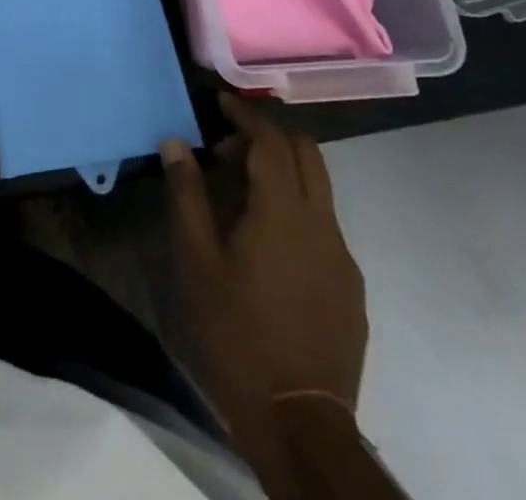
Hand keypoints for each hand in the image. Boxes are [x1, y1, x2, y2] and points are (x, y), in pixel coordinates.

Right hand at [162, 95, 366, 421]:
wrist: (300, 423)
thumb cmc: (235, 333)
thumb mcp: (196, 261)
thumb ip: (186, 195)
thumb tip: (175, 143)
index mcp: (284, 213)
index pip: (272, 141)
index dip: (246, 115)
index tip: (219, 102)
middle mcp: (322, 225)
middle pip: (307, 154)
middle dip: (268, 136)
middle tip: (226, 147)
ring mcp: (343, 258)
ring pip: (319, 188)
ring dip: (282, 171)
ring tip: (238, 193)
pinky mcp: (350, 288)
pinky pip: (324, 224)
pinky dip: (295, 207)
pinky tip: (264, 241)